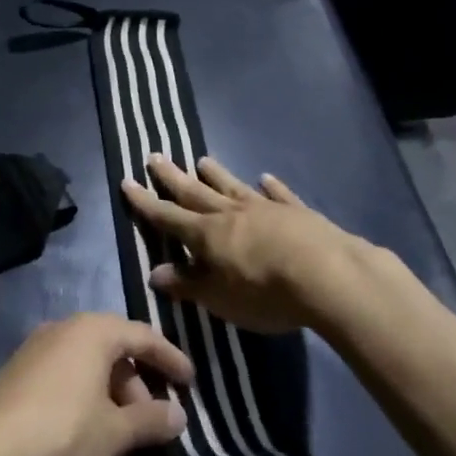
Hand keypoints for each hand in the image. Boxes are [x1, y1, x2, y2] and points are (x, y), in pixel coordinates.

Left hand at [0, 313, 192, 455]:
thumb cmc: (65, 431)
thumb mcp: (117, 433)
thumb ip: (152, 420)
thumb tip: (177, 415)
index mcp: (93, 331)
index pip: (143, 336)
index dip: (171, 359)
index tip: (191, 383)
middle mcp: (64, 331)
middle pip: (115, 362)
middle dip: (137, 406)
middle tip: (152, 441)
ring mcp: (37, 354)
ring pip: (90, 385)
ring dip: (112, 424)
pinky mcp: (18, 380)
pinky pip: (65, 394)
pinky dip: (86, 422)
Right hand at [121, 154, 370, 334]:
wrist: (328, 276)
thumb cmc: (266, 293)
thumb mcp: (219, 299)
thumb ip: (188, 285)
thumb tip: (154, 274)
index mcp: (206, 235)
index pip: (167, 216)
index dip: (145, 202)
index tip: (127, 182)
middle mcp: (230, 214)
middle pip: (195, 192)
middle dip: (172, 177)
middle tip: (154, 156)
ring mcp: (264, 209)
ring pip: (233, 187)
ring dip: (216, 175)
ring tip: (201, 160)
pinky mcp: (297, 212)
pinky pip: (278, 195)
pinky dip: (270, 187)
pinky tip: (265, 178)